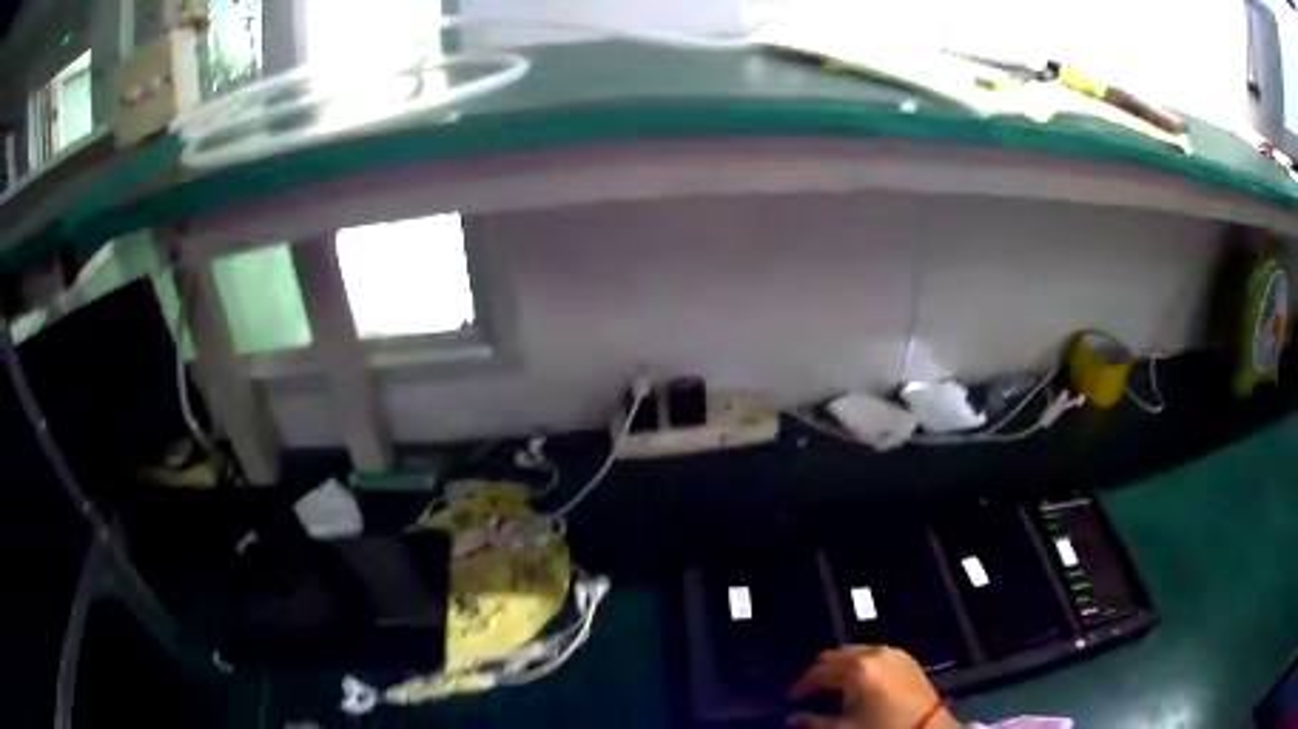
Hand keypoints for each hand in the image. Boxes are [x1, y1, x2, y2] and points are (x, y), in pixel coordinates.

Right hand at [787, 646, 960, 728]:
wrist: (927, 728)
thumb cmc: (881, 728)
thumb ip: (814, 722)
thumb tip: (793, 718)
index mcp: (855, 670)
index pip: (817, 673)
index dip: (801, 686)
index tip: (791, 700)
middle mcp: (873, 654)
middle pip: (835, 655)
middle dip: (821, 672)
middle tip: (813, 691)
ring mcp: (892, 652)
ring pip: (855, 651)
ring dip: (841, 665)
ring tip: (835, 685)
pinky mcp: (906, 657)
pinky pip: (875, 652)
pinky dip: (862, 662)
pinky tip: (861, 680)